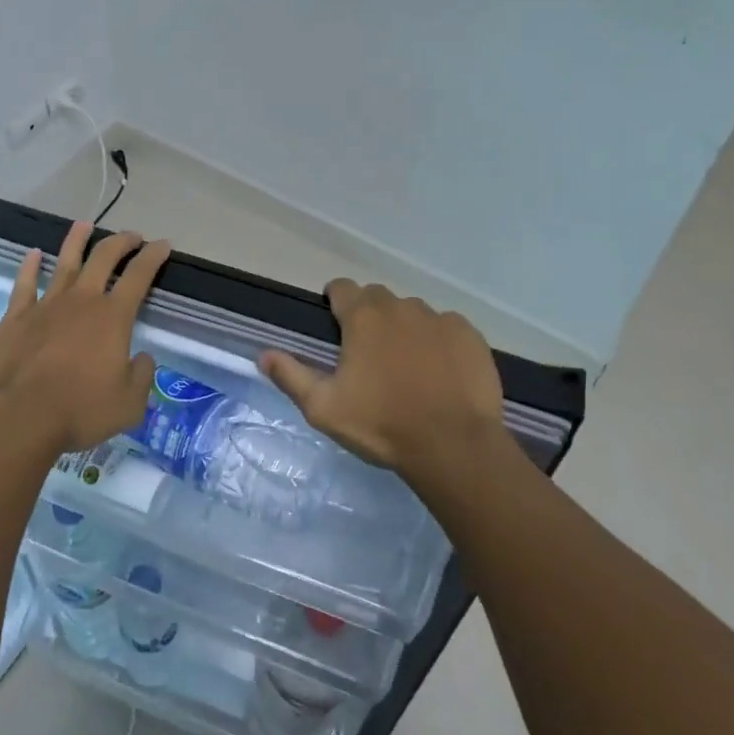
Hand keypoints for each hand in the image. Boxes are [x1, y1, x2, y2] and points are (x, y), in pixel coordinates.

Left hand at [0, 221, 170, 454]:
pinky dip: (29, 266)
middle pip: (103, 258)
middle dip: (121, 241)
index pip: (139, 275)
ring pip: (64, 262)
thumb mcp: (129, 404)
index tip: (163, 244)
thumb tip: (143, 358)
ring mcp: (47, 305)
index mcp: (113, 317)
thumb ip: (141, 377)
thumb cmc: (79, 410)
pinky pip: (25, 284)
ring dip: (77, 241)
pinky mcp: (17, 317)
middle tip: (132, 235)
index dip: (154, 256)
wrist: (18, 416)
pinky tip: (32, 254)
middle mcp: (82, 300)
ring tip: (84, 225)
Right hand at [259, 281, 507, 488]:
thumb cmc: (382, 425)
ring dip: (404, 329)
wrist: (453, 446)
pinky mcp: (469, 335)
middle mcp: (400, 306)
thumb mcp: (324, 408)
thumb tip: (264, 354)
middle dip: (368, 316)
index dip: (334, 302)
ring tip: (407, 366)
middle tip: (368, 354)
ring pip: (412, 312)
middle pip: (377, 298)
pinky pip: (446, 328)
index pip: (341, 288)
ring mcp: (439, 318)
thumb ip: (291, 376)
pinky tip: (440, 372)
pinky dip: (438, 342)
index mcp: (363, 316)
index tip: (335, 326)